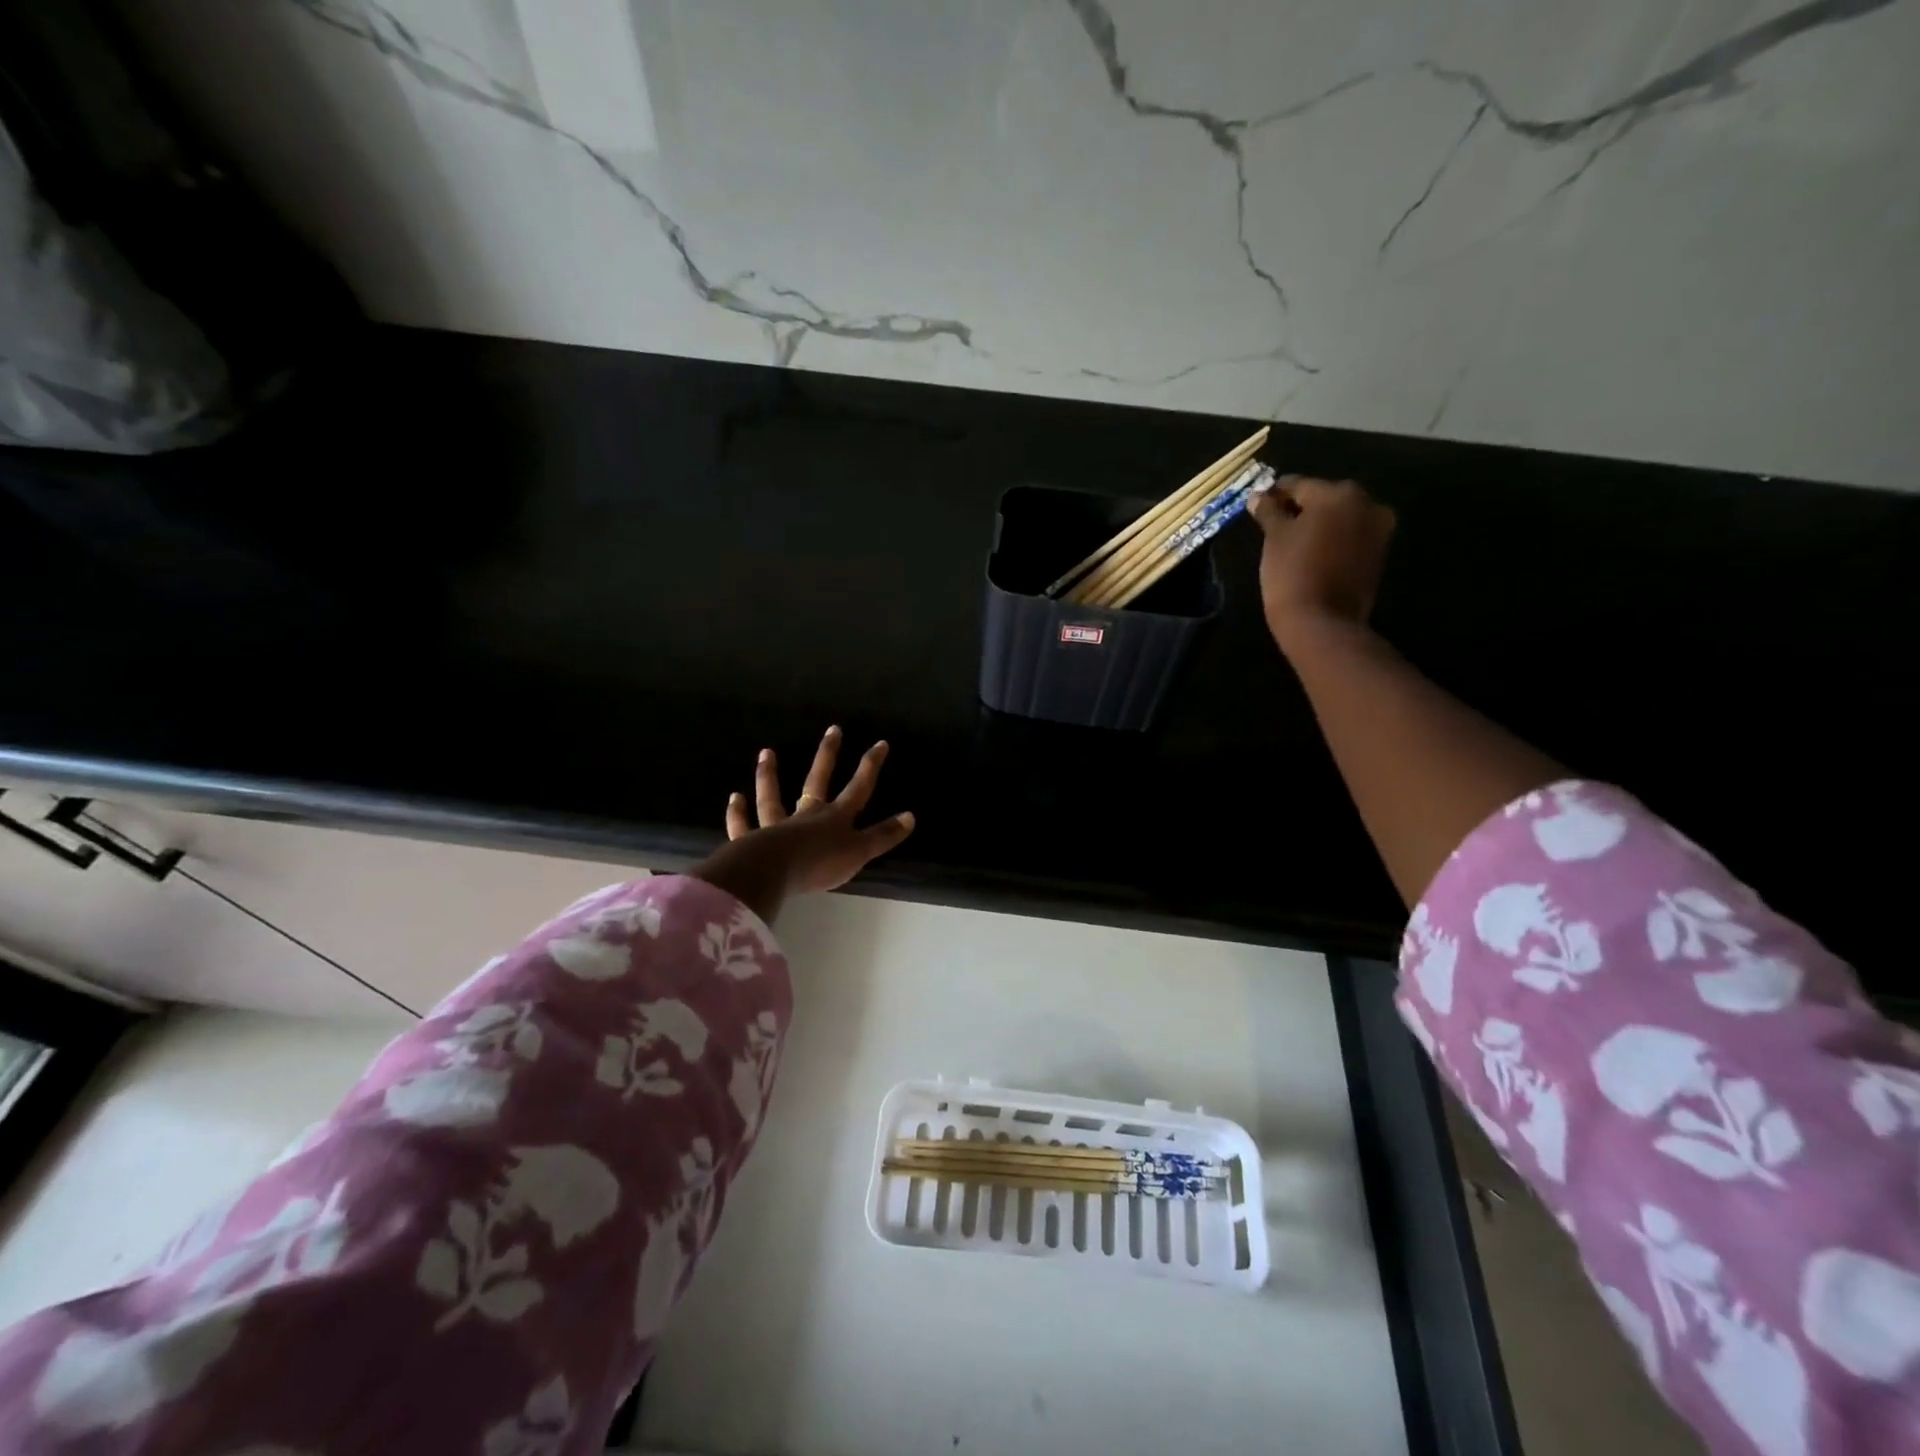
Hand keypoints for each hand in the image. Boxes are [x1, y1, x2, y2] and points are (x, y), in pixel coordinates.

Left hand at [690, 726, 914, 923]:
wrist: (774, 872)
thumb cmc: (820, 863)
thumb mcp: (860, 852)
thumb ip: (883, 836)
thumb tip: (911, 817)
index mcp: (835, 818)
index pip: (858, 788)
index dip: (870, 766)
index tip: (880, 743)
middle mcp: (806, 815)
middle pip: (817, 780)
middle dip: (828, 755)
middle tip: (833, 729)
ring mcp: (776, 826)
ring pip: (773, 797)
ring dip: (770, 775)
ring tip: (766, 753)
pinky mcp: (751, 842)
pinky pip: (743, 825)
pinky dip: (738, 813)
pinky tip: (735, 798)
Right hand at [1248, 476, 1395, 652]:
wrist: (1322, 622)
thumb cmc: (1292, 573)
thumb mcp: (1274, 538)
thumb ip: (1269, 511)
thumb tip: (1258, 496)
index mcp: (1337, 493)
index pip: (1298, 485)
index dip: (1275, 494)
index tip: (1258, 504)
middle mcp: (1365, 502)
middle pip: (1324, 498)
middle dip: (1301, 508)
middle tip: (1276, 524)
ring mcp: (1378, 528)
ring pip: (1340, 517)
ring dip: (1319, 524)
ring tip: (1294, 541)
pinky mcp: (1379, 553)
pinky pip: (1351, 536)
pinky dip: (1333, 539)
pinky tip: (1314, 553)